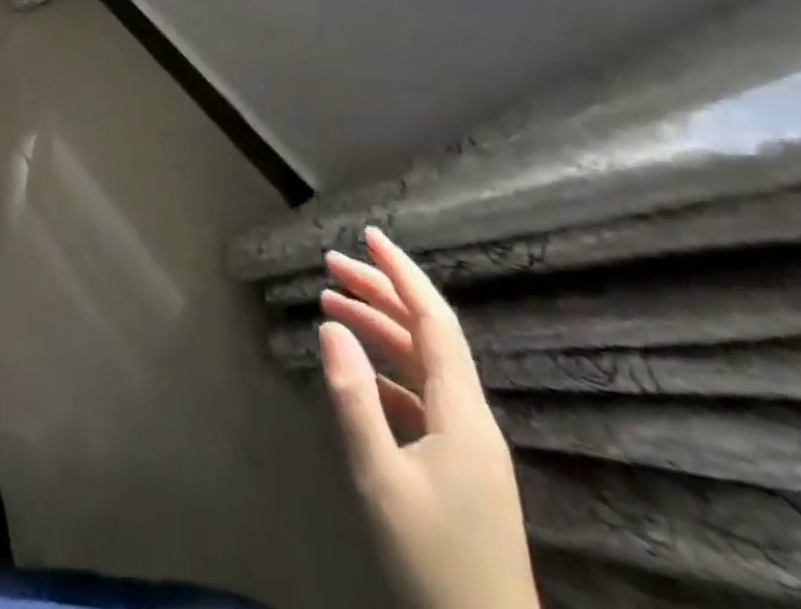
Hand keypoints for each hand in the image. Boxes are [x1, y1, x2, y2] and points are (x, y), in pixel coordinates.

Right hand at [319, 226, 537, 608]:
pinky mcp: (458, 465)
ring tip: (330, 302)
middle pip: (426, 334)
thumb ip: (354, 400)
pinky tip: (355, 368)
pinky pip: (420, 395)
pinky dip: (385, 369)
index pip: (434, 320)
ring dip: (378, 328)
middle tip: (331, 263)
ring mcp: (467, 443)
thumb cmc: (434, 563)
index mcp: (463, 413)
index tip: (369, 236)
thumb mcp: (381, 481)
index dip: (403, 273)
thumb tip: (330, 326)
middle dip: (380, 291)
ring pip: (421, 363)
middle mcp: (470, 416)